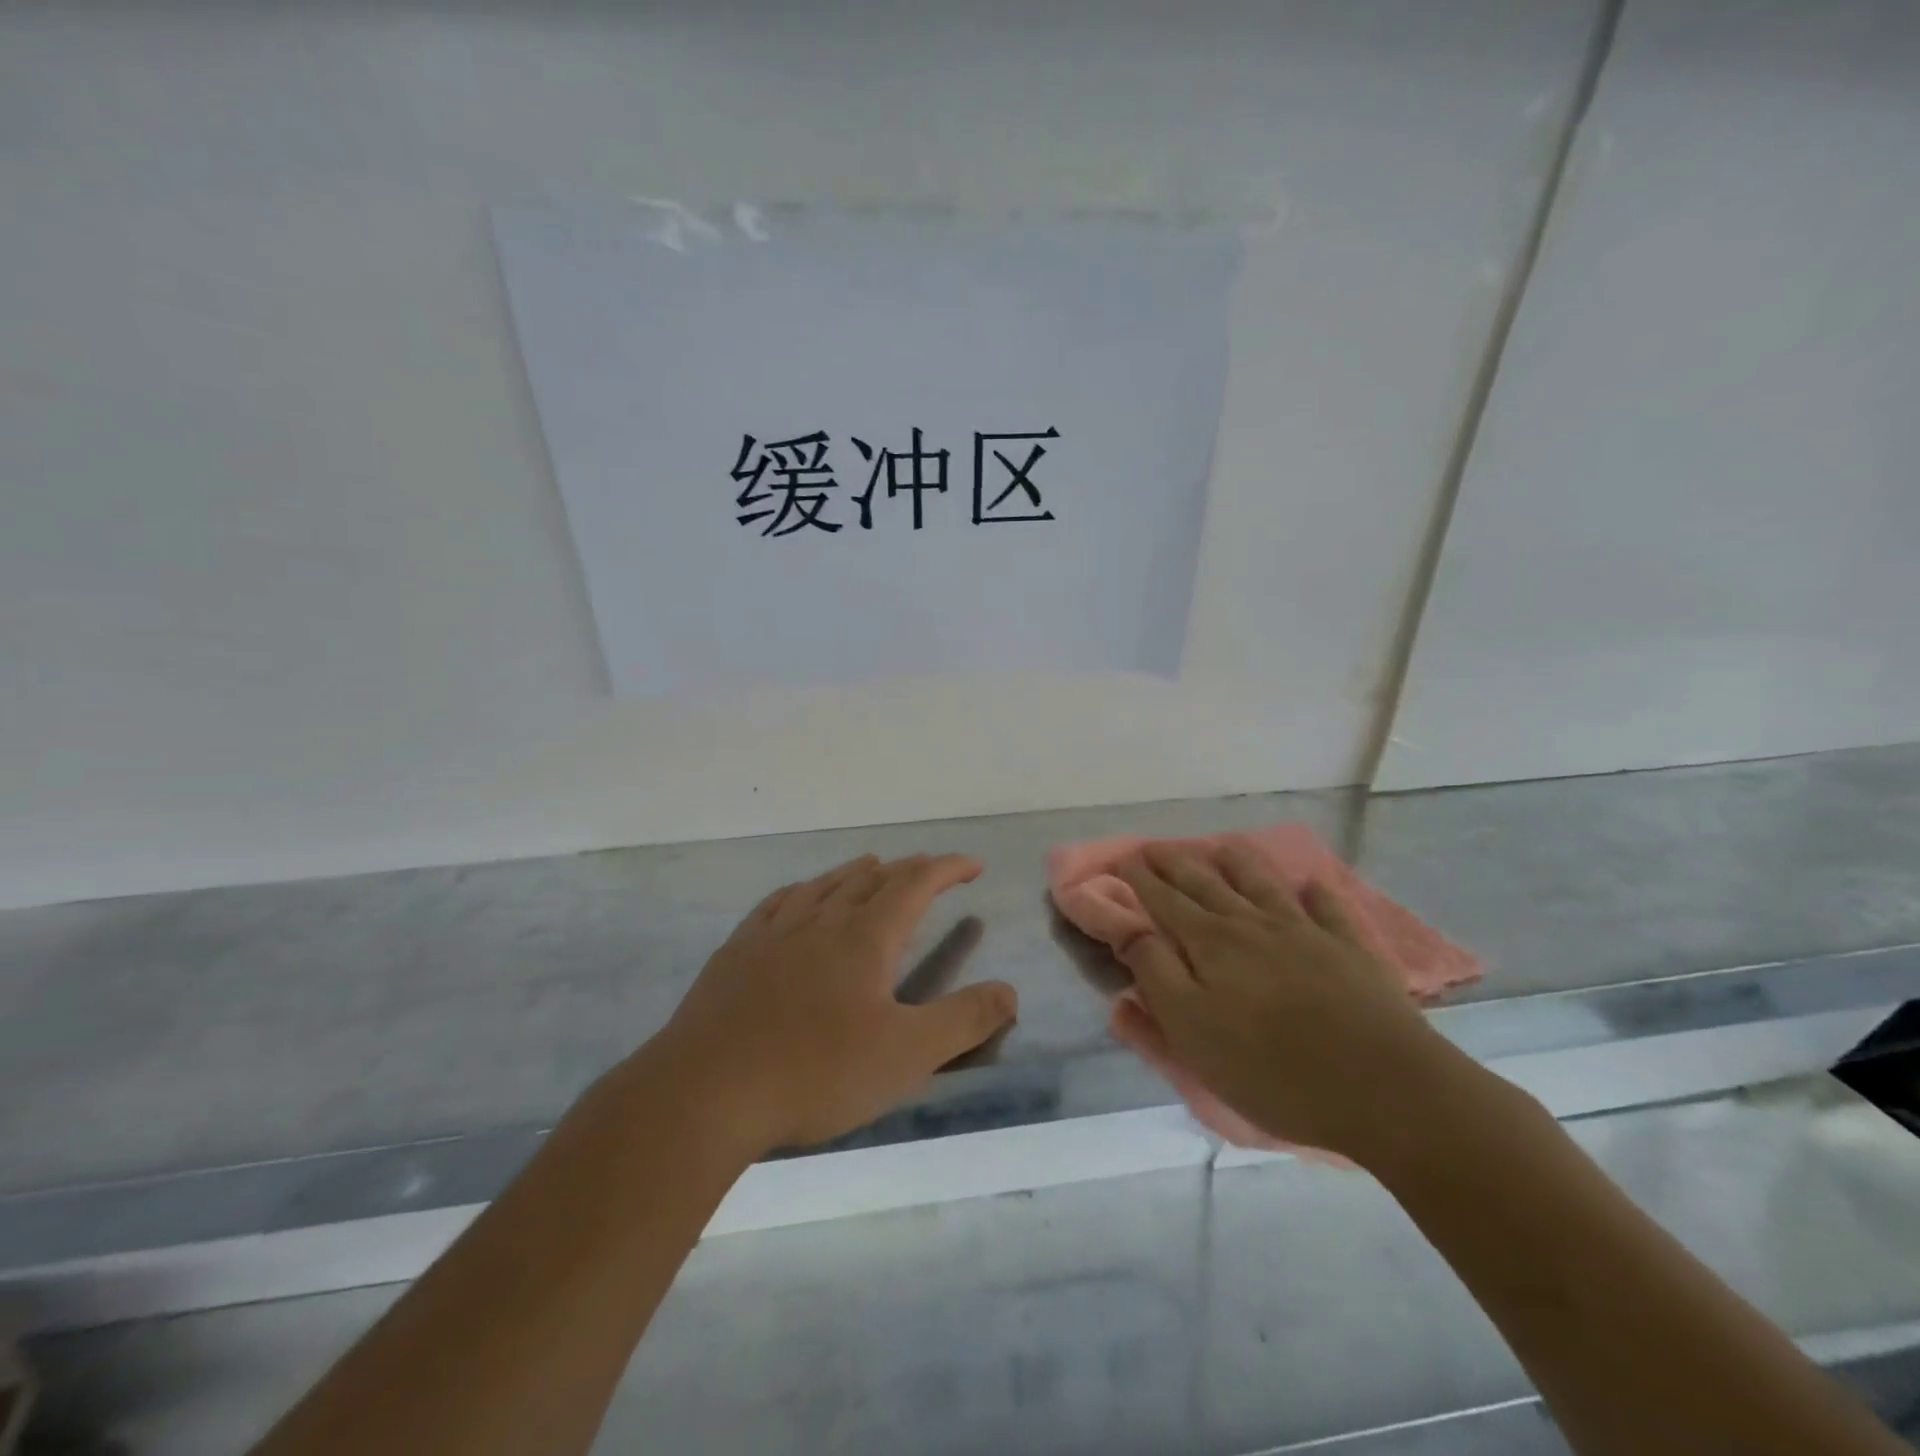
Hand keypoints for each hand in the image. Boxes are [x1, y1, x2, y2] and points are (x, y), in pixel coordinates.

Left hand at [650, 854, 1017, 1155]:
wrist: (706, 1091)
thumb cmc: (815, 1072)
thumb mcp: (905, 1055)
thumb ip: (963, 1021)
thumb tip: (1009, 990)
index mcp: (865, 937)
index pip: (915, 884)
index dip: (947, 868)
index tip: (971, 865)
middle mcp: (822, 920)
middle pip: (871, 879)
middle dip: (907, 870)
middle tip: (928, 870)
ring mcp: (774, 932)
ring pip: (824, 885)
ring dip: (856, 872)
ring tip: (873, 866)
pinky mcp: (737, 951)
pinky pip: (777, 903)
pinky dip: (802, 891)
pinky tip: (798, 896)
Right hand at [1115, 843, 1471, 1162]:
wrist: (1383, 1088)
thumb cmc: (1270, 1068)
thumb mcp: (1190, 1030)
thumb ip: (1154, 973)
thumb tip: (1129, 929)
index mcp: (1210, 944)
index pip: (1165, 901)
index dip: (1141, 880)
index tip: (1124, 859)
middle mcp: (1252, 925)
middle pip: (1206, 884)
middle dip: (1176, 864)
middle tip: (1155, 847)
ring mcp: (1305, 932)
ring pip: (1261, 884)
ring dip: (1237, 862)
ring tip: (1222, 845)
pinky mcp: (1349, 951)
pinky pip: (1328, 909)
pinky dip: (1316, 894)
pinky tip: (1310, 885)